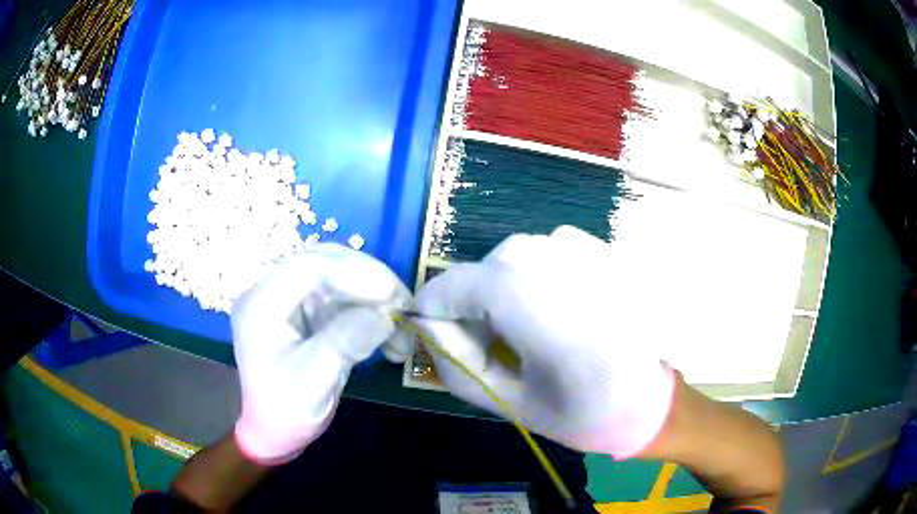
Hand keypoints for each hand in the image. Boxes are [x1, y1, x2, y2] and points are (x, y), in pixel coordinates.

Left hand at [231, 244, 411, 464]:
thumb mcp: (313, 381)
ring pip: (340, 279)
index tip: (390, 293)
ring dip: (375, 298)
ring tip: (403, 325)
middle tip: (404, 303)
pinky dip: (372, 314)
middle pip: (324, 264)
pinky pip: (345, 300)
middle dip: (368, 280)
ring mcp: (293, 302)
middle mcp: (274, 294)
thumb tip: (386, 313)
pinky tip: (392, 336)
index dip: (350, 272)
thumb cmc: (285, 410)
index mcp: (261, 305)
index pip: (305, 268)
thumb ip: (345, 343)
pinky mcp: (310, 314)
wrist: (275, 432)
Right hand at [415, 226, 674, 457]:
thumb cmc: (583, 413)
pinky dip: (537, 275)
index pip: (457, 284)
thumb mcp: (509, 402)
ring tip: (523, 328)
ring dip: (506, 287)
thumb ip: (457, 363)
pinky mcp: (605, 253)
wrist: (651, 401)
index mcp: (533, 303)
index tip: (430, 331)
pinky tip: (555, 308)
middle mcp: (559, 263)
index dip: (434, 306)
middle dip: (473, 301)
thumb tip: (427, 326)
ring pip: (518, 255)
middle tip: (484, 342)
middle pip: (489, 267)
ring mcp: (588, 252)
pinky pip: (550, 250)